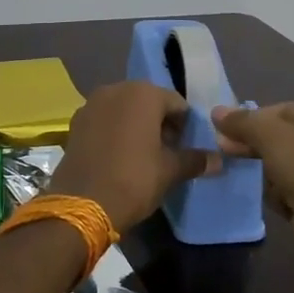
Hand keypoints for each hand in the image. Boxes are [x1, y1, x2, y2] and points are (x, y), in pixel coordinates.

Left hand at [47, 81, 209, 231]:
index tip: (185, 148)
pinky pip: (104, 120)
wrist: (82, 203)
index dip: (185, 126)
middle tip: (167, 152)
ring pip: (124, 110)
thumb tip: (218, 160)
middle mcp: (115, 89)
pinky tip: (118, 156)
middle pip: (148, 102)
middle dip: (160, 123)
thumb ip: (195, 160)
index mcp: (143, 94)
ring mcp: (91, 104)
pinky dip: (114, 131)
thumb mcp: (170, 171)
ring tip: (143, 156)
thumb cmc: (134, 180)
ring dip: (136, 126)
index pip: (176, 103)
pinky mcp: (75, 122)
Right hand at [211, 100, 293, 239]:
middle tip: (230, 154)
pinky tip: (286, 204)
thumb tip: (216, 111)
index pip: (283, 110)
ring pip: (289, 163)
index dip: (251, 121)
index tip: (224, 134)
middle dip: (259, 148)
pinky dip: (288, 193)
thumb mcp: (270, 137)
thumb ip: (242, 122)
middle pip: (286, 136)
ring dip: (273, 175)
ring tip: (274, 187)